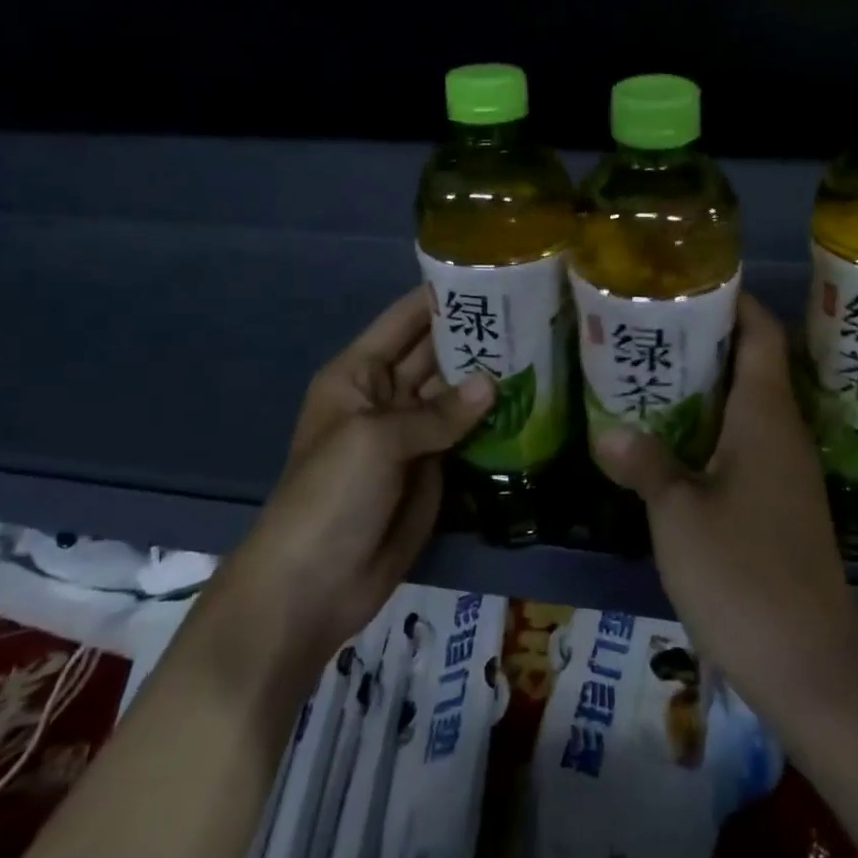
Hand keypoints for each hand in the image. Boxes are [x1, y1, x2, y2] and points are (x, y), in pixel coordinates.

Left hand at [189, 289, 494, 705]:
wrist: (313, 585)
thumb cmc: (331, 496)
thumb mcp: (376, 441)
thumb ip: (437, 412)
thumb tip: (494, 383)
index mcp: (359, 373)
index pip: (405, 320)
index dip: (441, 297)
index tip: (491, 273)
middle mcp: (387, 395)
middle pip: (436, 354)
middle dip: (477, 335)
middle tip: (534, 310)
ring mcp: (413, 434)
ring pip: (457, 394)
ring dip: (492, 376)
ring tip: (544, 347)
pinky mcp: (436, 469)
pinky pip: (468, 435)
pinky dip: (495, 421)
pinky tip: (534, 401)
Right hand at [592, 294, 857, 729]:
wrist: (809, 667)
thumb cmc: (743, 575)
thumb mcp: (679, 515)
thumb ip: (645, 464)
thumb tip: (608, 430)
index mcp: (767, 418)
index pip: (762, 335)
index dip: (736, 301)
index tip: (692, 281)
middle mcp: (784, 434)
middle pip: (752, 365)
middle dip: (707, 340)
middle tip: (649, 326)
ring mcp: (786, 473)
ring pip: (746, 408)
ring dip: (706, 387)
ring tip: (650, 373)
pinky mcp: (780, 506)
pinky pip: (745, 445)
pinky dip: (711, 430)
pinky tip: (671, 443)